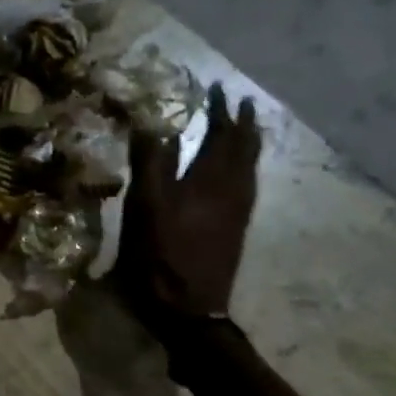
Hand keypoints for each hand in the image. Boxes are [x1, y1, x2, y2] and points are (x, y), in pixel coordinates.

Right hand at [116, 82, 261, 330]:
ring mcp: (237, 211)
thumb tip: (153, 123)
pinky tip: (239, 172)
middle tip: (238, 102)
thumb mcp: (146, 207)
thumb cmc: (161, 255)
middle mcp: (232, 190)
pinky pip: (248, 184)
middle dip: (240, 123)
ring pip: (250, 167)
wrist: (189, 308)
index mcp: (209, 180)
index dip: (218, 109)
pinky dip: (246, 166)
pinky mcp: (236, 228)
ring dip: (247, 143)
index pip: (220, 134)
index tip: (216, 86)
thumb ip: (151, 164)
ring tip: (244, 128)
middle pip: (243, 148)